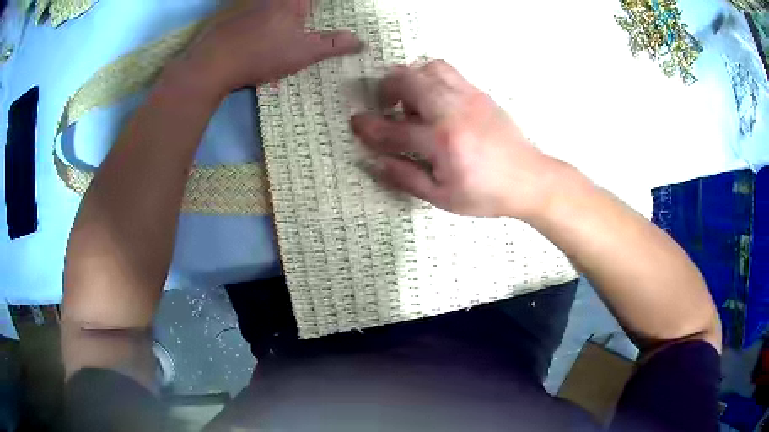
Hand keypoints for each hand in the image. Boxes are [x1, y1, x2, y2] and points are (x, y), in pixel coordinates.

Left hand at [185, 0, 362, 94]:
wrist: (212, 64)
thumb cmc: (262, 55)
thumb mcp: (303, 53)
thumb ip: (332, 45)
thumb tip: (359, 40)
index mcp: (293, 1)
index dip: (320, 4)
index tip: (323, 9)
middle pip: (294, 1)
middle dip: (302, 7)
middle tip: (308, 13)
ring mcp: (250, 5)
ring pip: (271, 4)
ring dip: (283, 9)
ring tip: (292, 20)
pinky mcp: (233, 15)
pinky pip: (255, 7)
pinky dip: (262, 13)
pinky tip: (260, 27)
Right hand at [351, 60, 565, 219]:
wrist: (529, 179)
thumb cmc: (486, 194)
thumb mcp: (443, 197)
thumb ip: (406, 177)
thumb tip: (375, 162)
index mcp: (443, 142)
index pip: (394, 130)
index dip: (369, 127)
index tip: (355, 123)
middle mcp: (453, 111)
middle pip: (409, 81)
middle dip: (386, 88)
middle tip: (384, 104)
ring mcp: (468, 97)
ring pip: (429, 68)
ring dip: (410, 78)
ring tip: (410, 99)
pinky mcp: (479, 93)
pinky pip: (448, 71)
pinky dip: (430, 77)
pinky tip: (433, 98)